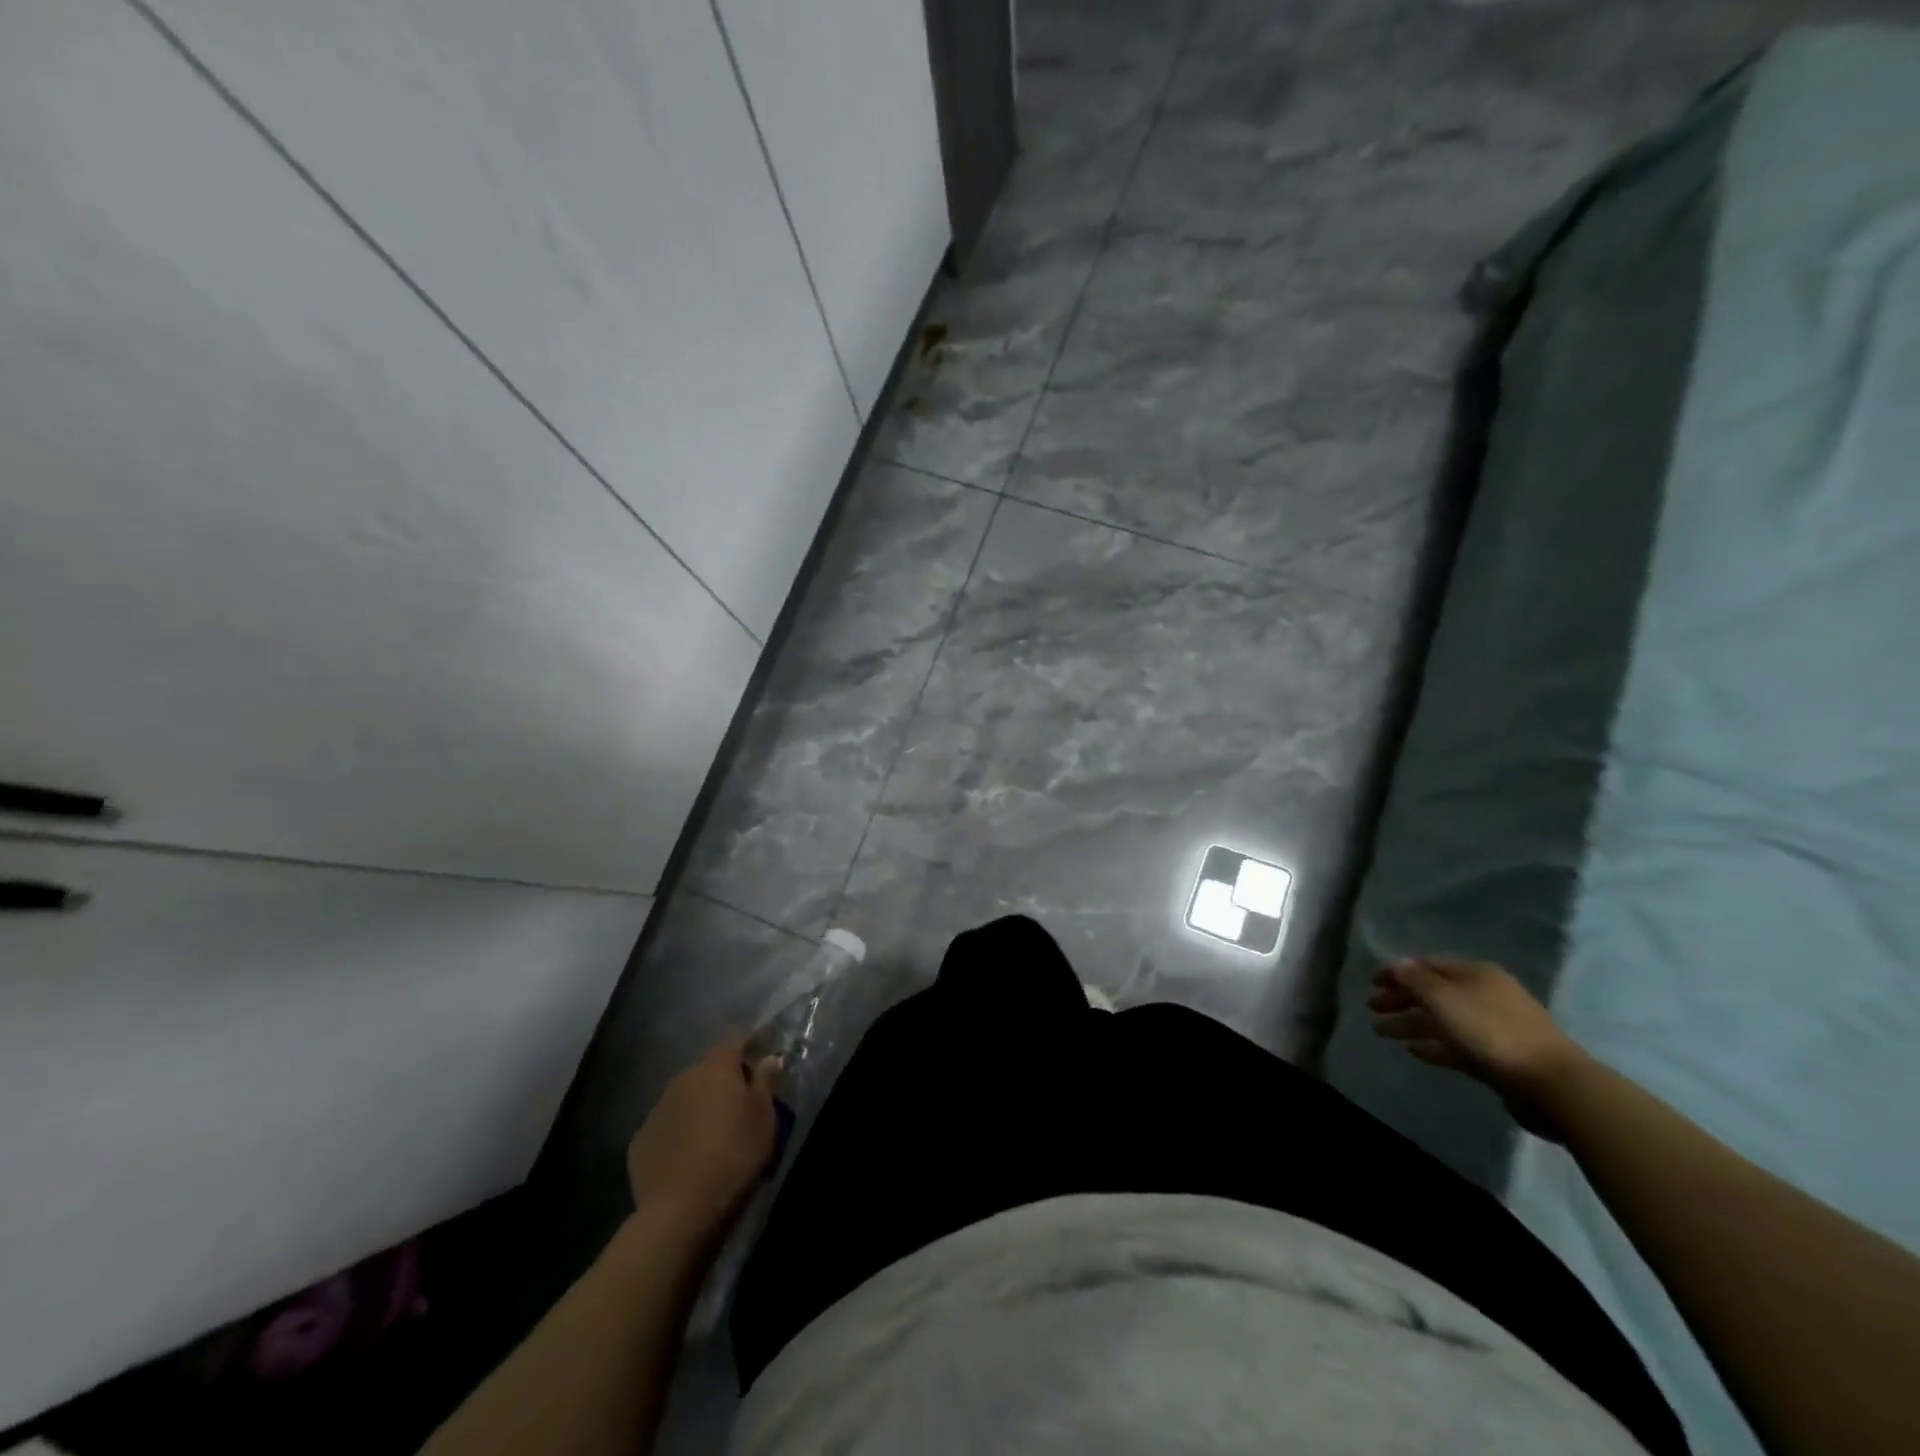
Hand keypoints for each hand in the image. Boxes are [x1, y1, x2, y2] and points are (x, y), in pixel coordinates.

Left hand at [626, 1036, 781, 1236]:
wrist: (680, 1211)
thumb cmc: (734, 1155)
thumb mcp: (764, 1118)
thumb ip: (766, 1081)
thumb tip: (769, 1057)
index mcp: (716, 1068)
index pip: (735, 1041)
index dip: (751, 1049)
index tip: (763, 1065)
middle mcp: (683, 1079)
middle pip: (709, 1070)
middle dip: (724, 1082)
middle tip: (741, 1107)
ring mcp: (657, 1109)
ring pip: (686, 1098)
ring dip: (700, 1107)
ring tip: (714, 1135)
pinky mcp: (640, 1140)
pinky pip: (667, 1126)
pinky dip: (679, 1133)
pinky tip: (688, 1157)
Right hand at [1367, 955, 1586, 1139]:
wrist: (1551, 1084)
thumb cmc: (1490, 1031)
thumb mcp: (1444, 999)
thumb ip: (1415, 980)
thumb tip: (1396, 964)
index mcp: (1475, 973)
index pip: (1427, 964)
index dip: (1397, 972)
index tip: (1371, 983)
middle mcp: (1484, 995)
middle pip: (1433, 992)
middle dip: (1401, 999)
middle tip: (1372, 1008)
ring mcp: (1493, 1027)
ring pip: (1442, 1020)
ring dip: (1410, 1023)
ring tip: (1381, 1032)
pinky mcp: (1497, 1057)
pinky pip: (1456, 1045)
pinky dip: (1433, 1044)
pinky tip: (1413, 1050)